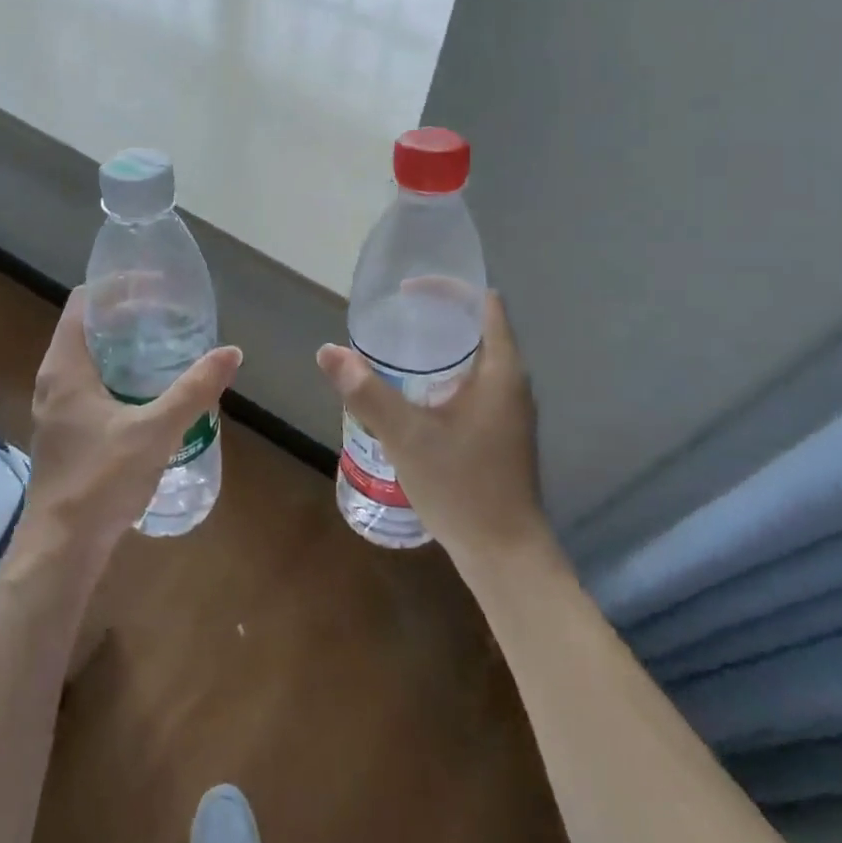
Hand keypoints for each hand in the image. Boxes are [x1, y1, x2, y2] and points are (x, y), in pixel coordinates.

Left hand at [21, 288, 241, 558]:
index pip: (84, 303)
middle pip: (88, 328)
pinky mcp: (64, 433)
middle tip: (170, 315)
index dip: (117, 287)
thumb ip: (194, 390)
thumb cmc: (101, 480)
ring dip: (122, 348)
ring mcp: (55, 409)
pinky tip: (149, 393)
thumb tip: (232, 352)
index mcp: (65, 368)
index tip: (156, 286)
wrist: (61, 547)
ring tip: (165, 347)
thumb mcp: (156, 431)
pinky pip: (90, 387)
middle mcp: (53, 381)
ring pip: (88, 360)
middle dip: (127, 316)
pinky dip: (117, 376)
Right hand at [316, 292, 546, 571]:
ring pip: (476, 360)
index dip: (448, 288)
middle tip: (394, 317)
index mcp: (500, 371)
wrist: (505, 554)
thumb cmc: (462, 487)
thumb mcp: (406, 436)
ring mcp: (510, 410)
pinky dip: (446, 376)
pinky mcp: (502, 432)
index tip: (408, 290)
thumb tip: (329, 351)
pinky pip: (475, 386)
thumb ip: (366, 391)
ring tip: (397, 349)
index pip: (484, 304)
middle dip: (438, 317)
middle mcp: (512, 383)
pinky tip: (414, 395)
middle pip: (479, 328)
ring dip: (441, 349)